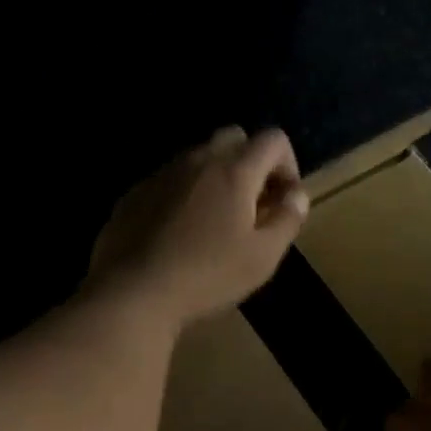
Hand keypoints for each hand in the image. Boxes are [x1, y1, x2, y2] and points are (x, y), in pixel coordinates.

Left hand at [90, 126, 308, 328]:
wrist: (132, 293)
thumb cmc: (207, 276)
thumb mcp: (263, 257)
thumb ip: (288, 220)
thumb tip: (297, 195)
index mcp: (234, 171)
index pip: (273, 139)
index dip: (288, 165)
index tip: (283, 201)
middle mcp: (198, 160)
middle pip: (234, 138)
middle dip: (252, 162)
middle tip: (253, 205)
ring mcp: (161, 174)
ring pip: (199, 157)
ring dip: (217, 177)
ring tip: (217, 221)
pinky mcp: (135, 193)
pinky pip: (170, 179)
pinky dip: (185, 193)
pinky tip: (180, 232)